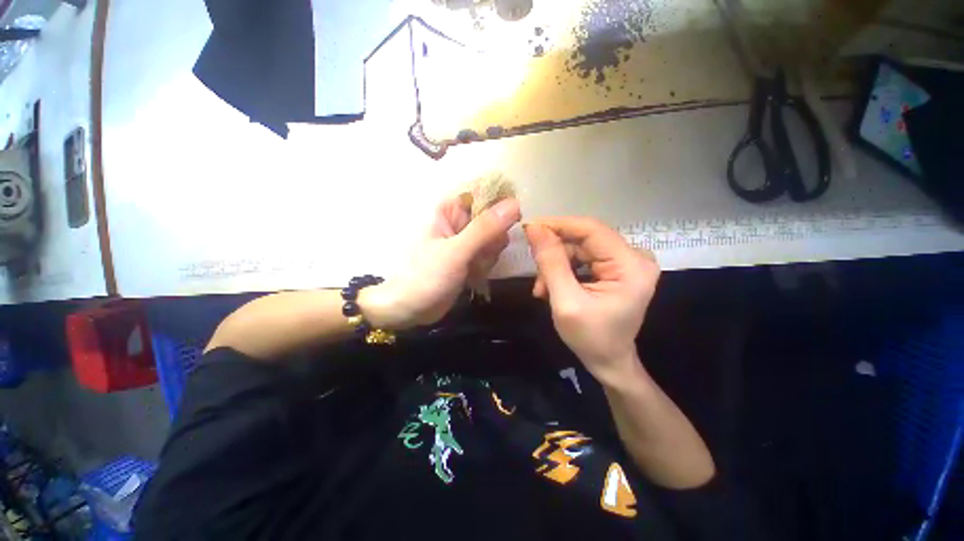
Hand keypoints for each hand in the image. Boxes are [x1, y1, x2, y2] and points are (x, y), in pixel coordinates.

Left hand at [362, 196, 520, 329]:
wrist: (411, 308)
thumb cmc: (425, 276)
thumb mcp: (456, 252)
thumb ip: (484, 229)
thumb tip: (515, 204)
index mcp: (451, 208)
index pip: (486, 191)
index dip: (501, 205)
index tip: (505, 226)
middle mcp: (460, 219)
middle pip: (496, 217)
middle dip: (494, 239)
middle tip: (479, 255)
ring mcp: (467, 239)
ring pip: (496, 237)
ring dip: (489, 256)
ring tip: (471, 268)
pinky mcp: (470, 255)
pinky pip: (490, 254)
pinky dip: (485, 266)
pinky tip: (471, 276)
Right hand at [524, 218, 658, 385]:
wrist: (609, 362)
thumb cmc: (590, 338)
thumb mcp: (565, 301)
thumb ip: (550, 263)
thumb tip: (534, 228)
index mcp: (630, 265)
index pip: (590, 229)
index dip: (557, 225)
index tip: (528, 228)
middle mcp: (634, 257)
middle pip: (584, 238)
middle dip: (554, 253)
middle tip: (534, 271)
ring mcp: (627, 262)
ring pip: (580, 248)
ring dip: (556, 264)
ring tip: (542, 288)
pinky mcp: (617, 268)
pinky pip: (584, 258)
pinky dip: (564, 269)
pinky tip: (552, 286)